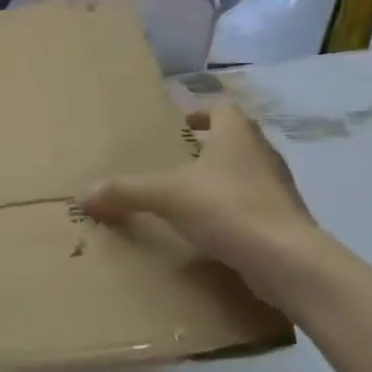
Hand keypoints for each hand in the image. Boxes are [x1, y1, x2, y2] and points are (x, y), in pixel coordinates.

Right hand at [81, 101, 320, 289]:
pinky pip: (253, 206)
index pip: (222, 110)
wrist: (289, 262)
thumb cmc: (228, 209)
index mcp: (238, 136)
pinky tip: (210, 229)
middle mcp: (263, 155)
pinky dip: (232, 211)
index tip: (179, 127)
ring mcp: (278, 189)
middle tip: (176, 161)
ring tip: (189, 196)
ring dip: (221, 180)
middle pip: (236, 140)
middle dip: (207, 148)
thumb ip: (126, 192)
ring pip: (245, 174)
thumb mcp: (167, 196)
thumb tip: (82, 195)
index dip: (200, 114)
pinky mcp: (285, 221)